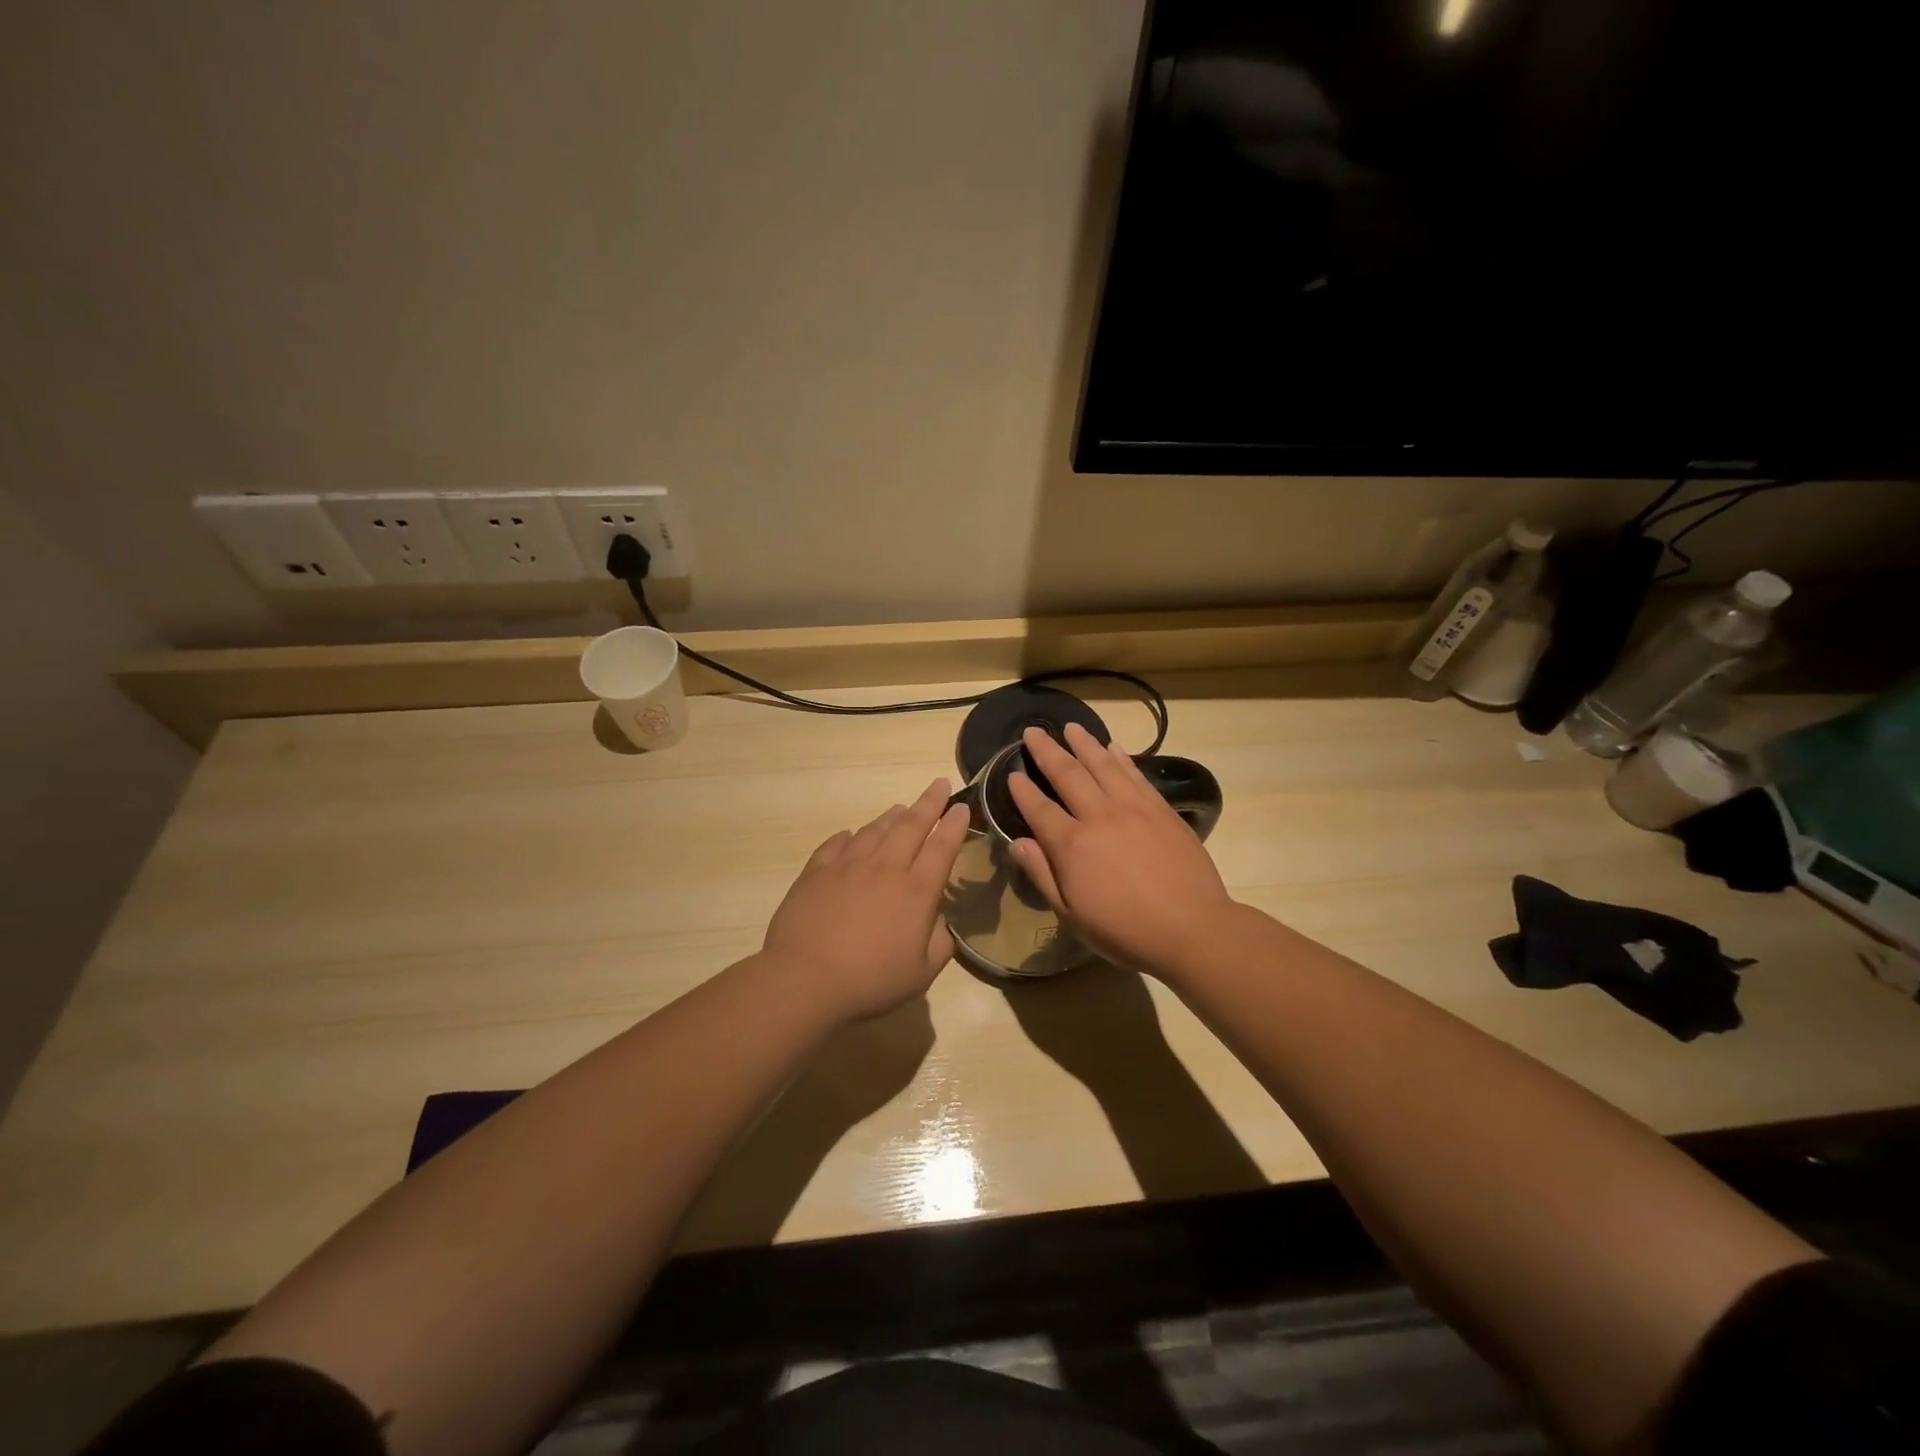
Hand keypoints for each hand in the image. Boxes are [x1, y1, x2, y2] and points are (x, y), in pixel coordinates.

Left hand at [762, 778, 970, 1020]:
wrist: (805, 979)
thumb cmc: (870, 981)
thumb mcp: (921, 974)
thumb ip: (939, 944)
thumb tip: (939, 921)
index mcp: (916, 891)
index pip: (942, 848)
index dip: (954, 825)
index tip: (962, 807)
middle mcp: (885, 868)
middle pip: (911, 826)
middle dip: (929, 803)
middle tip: (939, 784)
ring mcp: (848, 866)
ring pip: (875, 830)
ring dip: (891, 816)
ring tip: (900, 808)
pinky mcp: (816, 871)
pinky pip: (836, 844)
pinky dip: (849, 836)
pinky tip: (850, 835)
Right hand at [1008, 723, 1235, 974]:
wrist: (1192, 929)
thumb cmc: (1125, 931)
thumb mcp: (1072, 915)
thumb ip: (1042, 875)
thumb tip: (1017, 842)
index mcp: (1072, 845)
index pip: (1039, 808)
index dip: (1022, 790)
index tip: (1011, 773)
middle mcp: (1099, 816)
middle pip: (1068, 774)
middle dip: (1047, 751)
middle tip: (1033, 731)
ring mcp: (1133, 808)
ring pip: (1103, 765)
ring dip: (1084, 743)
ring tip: (1071, 727)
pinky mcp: (1161, 809)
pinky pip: (1135, 774)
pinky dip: (1121, 758)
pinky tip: (1112, 747)